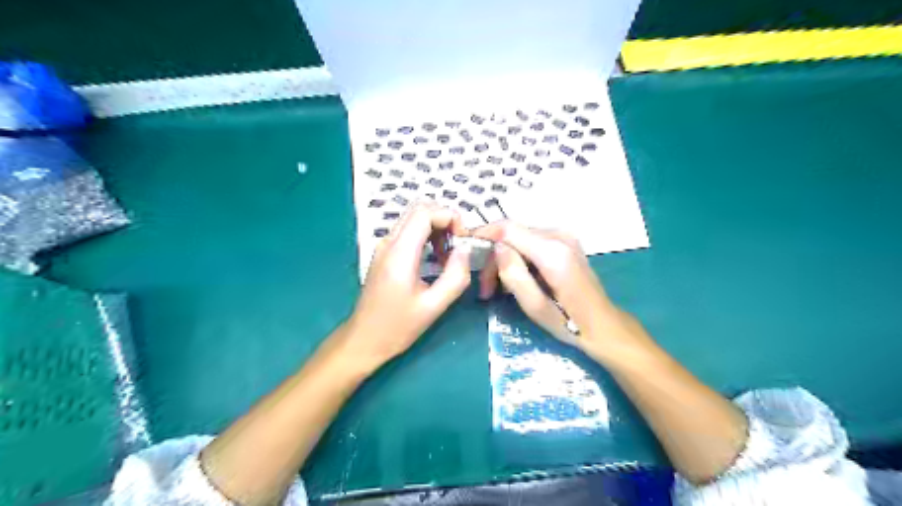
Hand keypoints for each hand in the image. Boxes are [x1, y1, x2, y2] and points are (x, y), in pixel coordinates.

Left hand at [344, 201, 471, 371]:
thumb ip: (455, 276)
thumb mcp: (433, 306)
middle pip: (419, 210)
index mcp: (400, 253)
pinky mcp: (385, 254)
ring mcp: (384, 247)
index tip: (464, 239)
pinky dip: (427, 236)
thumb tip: (465, 250)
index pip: (425, 212)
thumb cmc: (397, 327)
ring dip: (437, 228)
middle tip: (460, 245)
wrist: (363, 340)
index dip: (449, 217)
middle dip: (445, 220)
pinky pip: (408, 232)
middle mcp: (389, 243)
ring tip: (450, 255)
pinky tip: (437, 259)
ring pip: (414, 219)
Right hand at [474, 223, 629, 358]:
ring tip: (497, 289)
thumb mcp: (535, 306)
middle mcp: (559, 236)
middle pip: (512, 234)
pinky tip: (516, 279)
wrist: (603, 324)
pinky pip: (532, 243)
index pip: (509, 228)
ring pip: (520, 238)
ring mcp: (564, 237)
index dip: (484, 234)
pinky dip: (518, 258)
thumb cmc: (569, 322)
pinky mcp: (565, 243)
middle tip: (485, 289)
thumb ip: (514, 275)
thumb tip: (496, 248)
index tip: (465, 248)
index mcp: (553, 252)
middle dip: (494, 257)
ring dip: (505, 260)